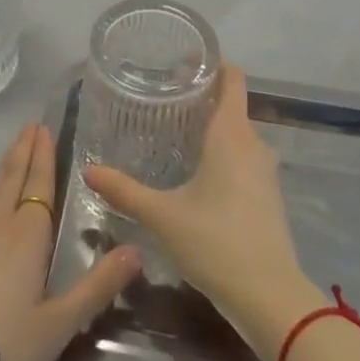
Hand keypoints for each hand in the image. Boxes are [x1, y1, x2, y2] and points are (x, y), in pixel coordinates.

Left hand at [0, 122, 141, 360]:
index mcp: (31, 235)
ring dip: (4, 164)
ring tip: (14, 142)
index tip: (46, 129)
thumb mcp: (63, 321)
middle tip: (32, 124)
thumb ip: (100, 284)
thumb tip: (138, 250)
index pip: (41, 186)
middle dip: (26, 151)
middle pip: (16, 179)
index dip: (45, 157)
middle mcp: (1, 224)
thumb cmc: (10, 343)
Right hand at [84, 65, 320, 360]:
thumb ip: (125, 191)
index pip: (232, 77)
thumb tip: (88, 170)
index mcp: (232, 134)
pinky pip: (242, 157)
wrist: (271, 298)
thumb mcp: (163, 215)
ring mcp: (264, 171)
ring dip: (210, 127)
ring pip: (237, 133)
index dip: (211, 62)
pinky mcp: (267, 195)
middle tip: (163, 97)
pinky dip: (221, 153)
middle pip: (231, 104)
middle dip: (200, 96)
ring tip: (173, 131)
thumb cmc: (217, 242)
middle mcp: (253, 144)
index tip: (180, 62)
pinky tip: (195, 171)